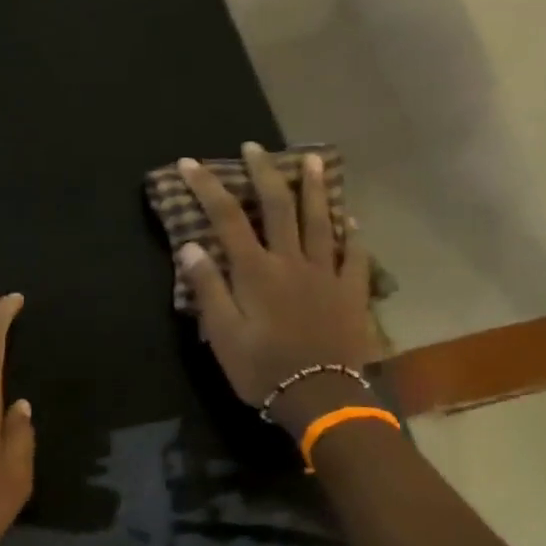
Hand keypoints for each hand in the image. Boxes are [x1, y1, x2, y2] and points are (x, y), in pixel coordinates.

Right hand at [178, 145, 380, 429]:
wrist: (322, 398)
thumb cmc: (263, 369)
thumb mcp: (223, 334)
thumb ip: (208, 288)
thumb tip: (190, 245)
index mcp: (255, 271)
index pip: (227, 217)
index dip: (207, 186)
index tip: (190, 163)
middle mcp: (291, 261)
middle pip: (277, 206)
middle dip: (263, 172)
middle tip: (254, 147)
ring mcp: (326, 273)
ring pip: (321, 220)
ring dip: (314, 188)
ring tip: (311, 160)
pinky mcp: (351, 291)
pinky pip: (355, 255)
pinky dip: (352, 234)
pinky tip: (351, 220)